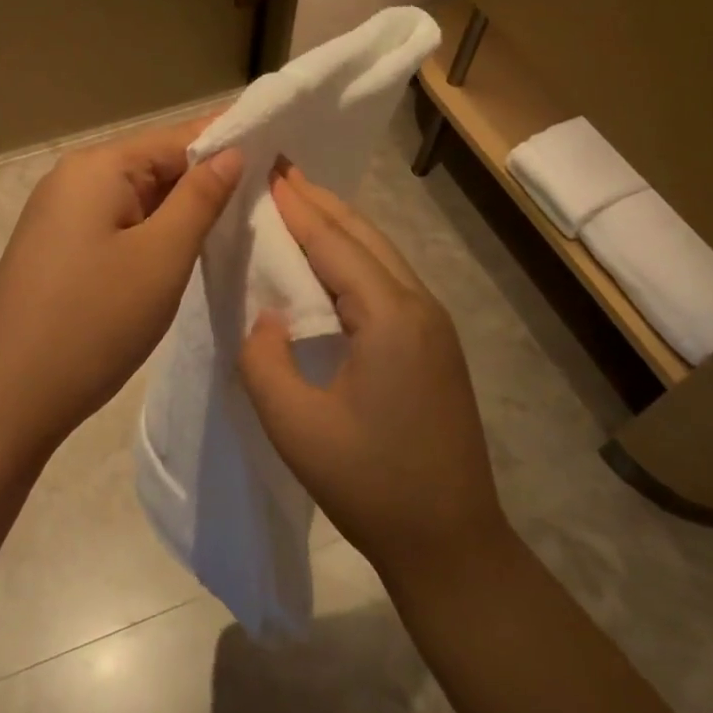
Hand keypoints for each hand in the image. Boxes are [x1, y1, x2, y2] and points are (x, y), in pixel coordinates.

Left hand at [0, 118, 242, 453]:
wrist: (9, 397)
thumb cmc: (94, 322)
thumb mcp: (161, 258)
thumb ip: (200, 199)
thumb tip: (231, 151)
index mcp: (96, 168)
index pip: (176, 138)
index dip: (227, 146)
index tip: (277, 159)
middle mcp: (71, 179)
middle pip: (153, 166)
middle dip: (204, 184)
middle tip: (264, 204)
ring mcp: (58, 216)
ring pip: (136, 200)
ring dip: (178, 215)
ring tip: (232, 230)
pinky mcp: (55, 249)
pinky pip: (114, 226)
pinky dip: (149, 236)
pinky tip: (178, 256)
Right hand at [238, 164, 507, 591]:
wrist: (449, 543)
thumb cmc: (369, 483)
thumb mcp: (294, 424)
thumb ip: (262, 358)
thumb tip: (265, 315)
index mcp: (389, 317)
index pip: (334, 243)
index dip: (297, 206)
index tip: (267, 169)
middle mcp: (419, 307)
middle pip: (363, 237)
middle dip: (320, 201)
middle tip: (280, 170)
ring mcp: (433, 326)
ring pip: (380, 256)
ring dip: (338, 226)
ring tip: (298, 202)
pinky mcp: (433, 346)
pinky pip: (387, 282)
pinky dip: (353, 258)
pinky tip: (328, 261)